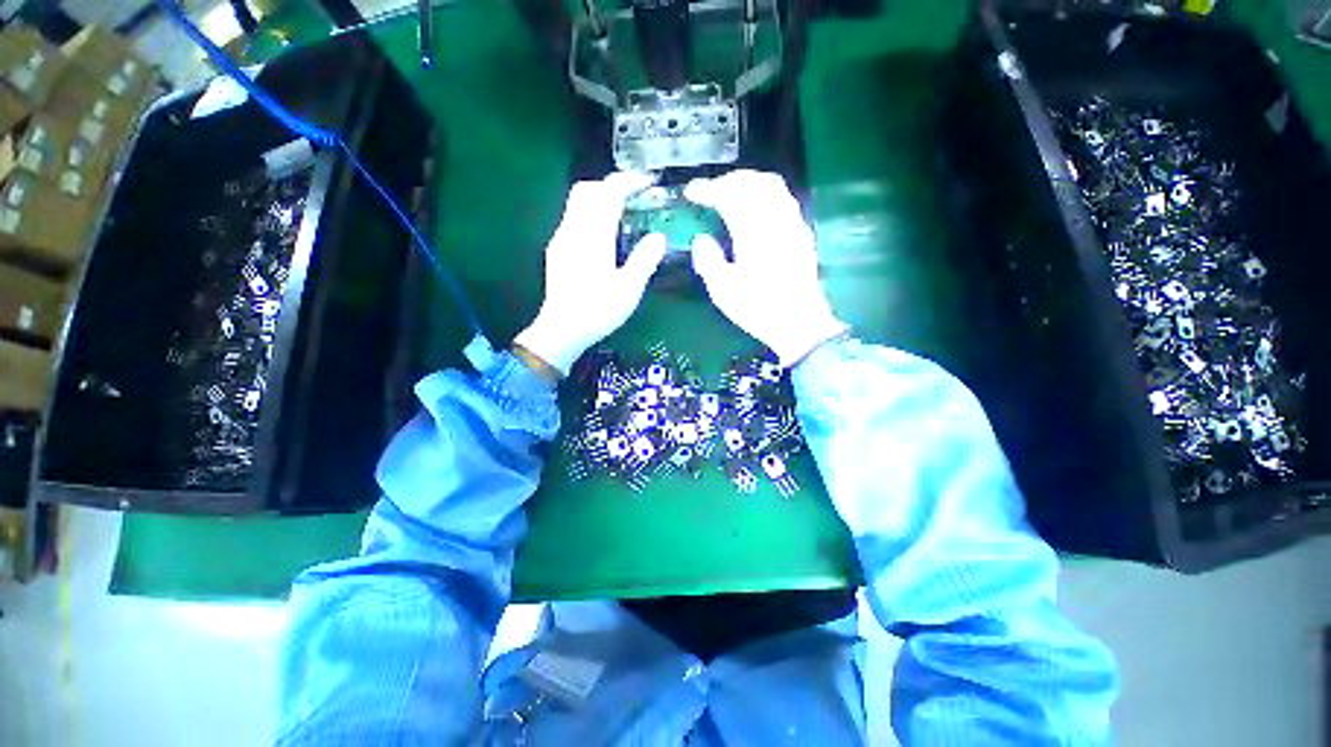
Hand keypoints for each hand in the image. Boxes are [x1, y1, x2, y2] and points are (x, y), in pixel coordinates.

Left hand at [514, 172, 667, 374]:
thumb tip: (659, 237)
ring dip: (600, 197)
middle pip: (587, 189)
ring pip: (577, 202)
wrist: (562, 330)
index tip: (648, 181)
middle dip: (611, 184)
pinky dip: (591, 213)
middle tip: (635, 194)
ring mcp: (561, 239)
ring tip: (623, 211)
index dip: (629, 182)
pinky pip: (573, 218)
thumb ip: (645, 260)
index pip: (609, 193)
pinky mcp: (557, 249)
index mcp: (593, 237)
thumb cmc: (597, 311)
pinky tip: (604, 233)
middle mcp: (573, 230)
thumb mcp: (629, 289)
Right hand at [685, 170, 847, 365]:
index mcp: (753, 232)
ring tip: (730, 193)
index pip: (730, 195)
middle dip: (728, 180)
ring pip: (772, 187)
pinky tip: (755, 209)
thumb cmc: (758, 309)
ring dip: (748, 182)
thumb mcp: (723, 290)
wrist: (799, 323)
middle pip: (753, 183)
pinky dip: (765, 194)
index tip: (690, 192)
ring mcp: (793, 225)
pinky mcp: (801, 234)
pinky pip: (784, 199)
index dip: (708, 189)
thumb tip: (701, 238)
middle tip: (709, 190)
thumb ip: (708, 260)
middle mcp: (776, 220)